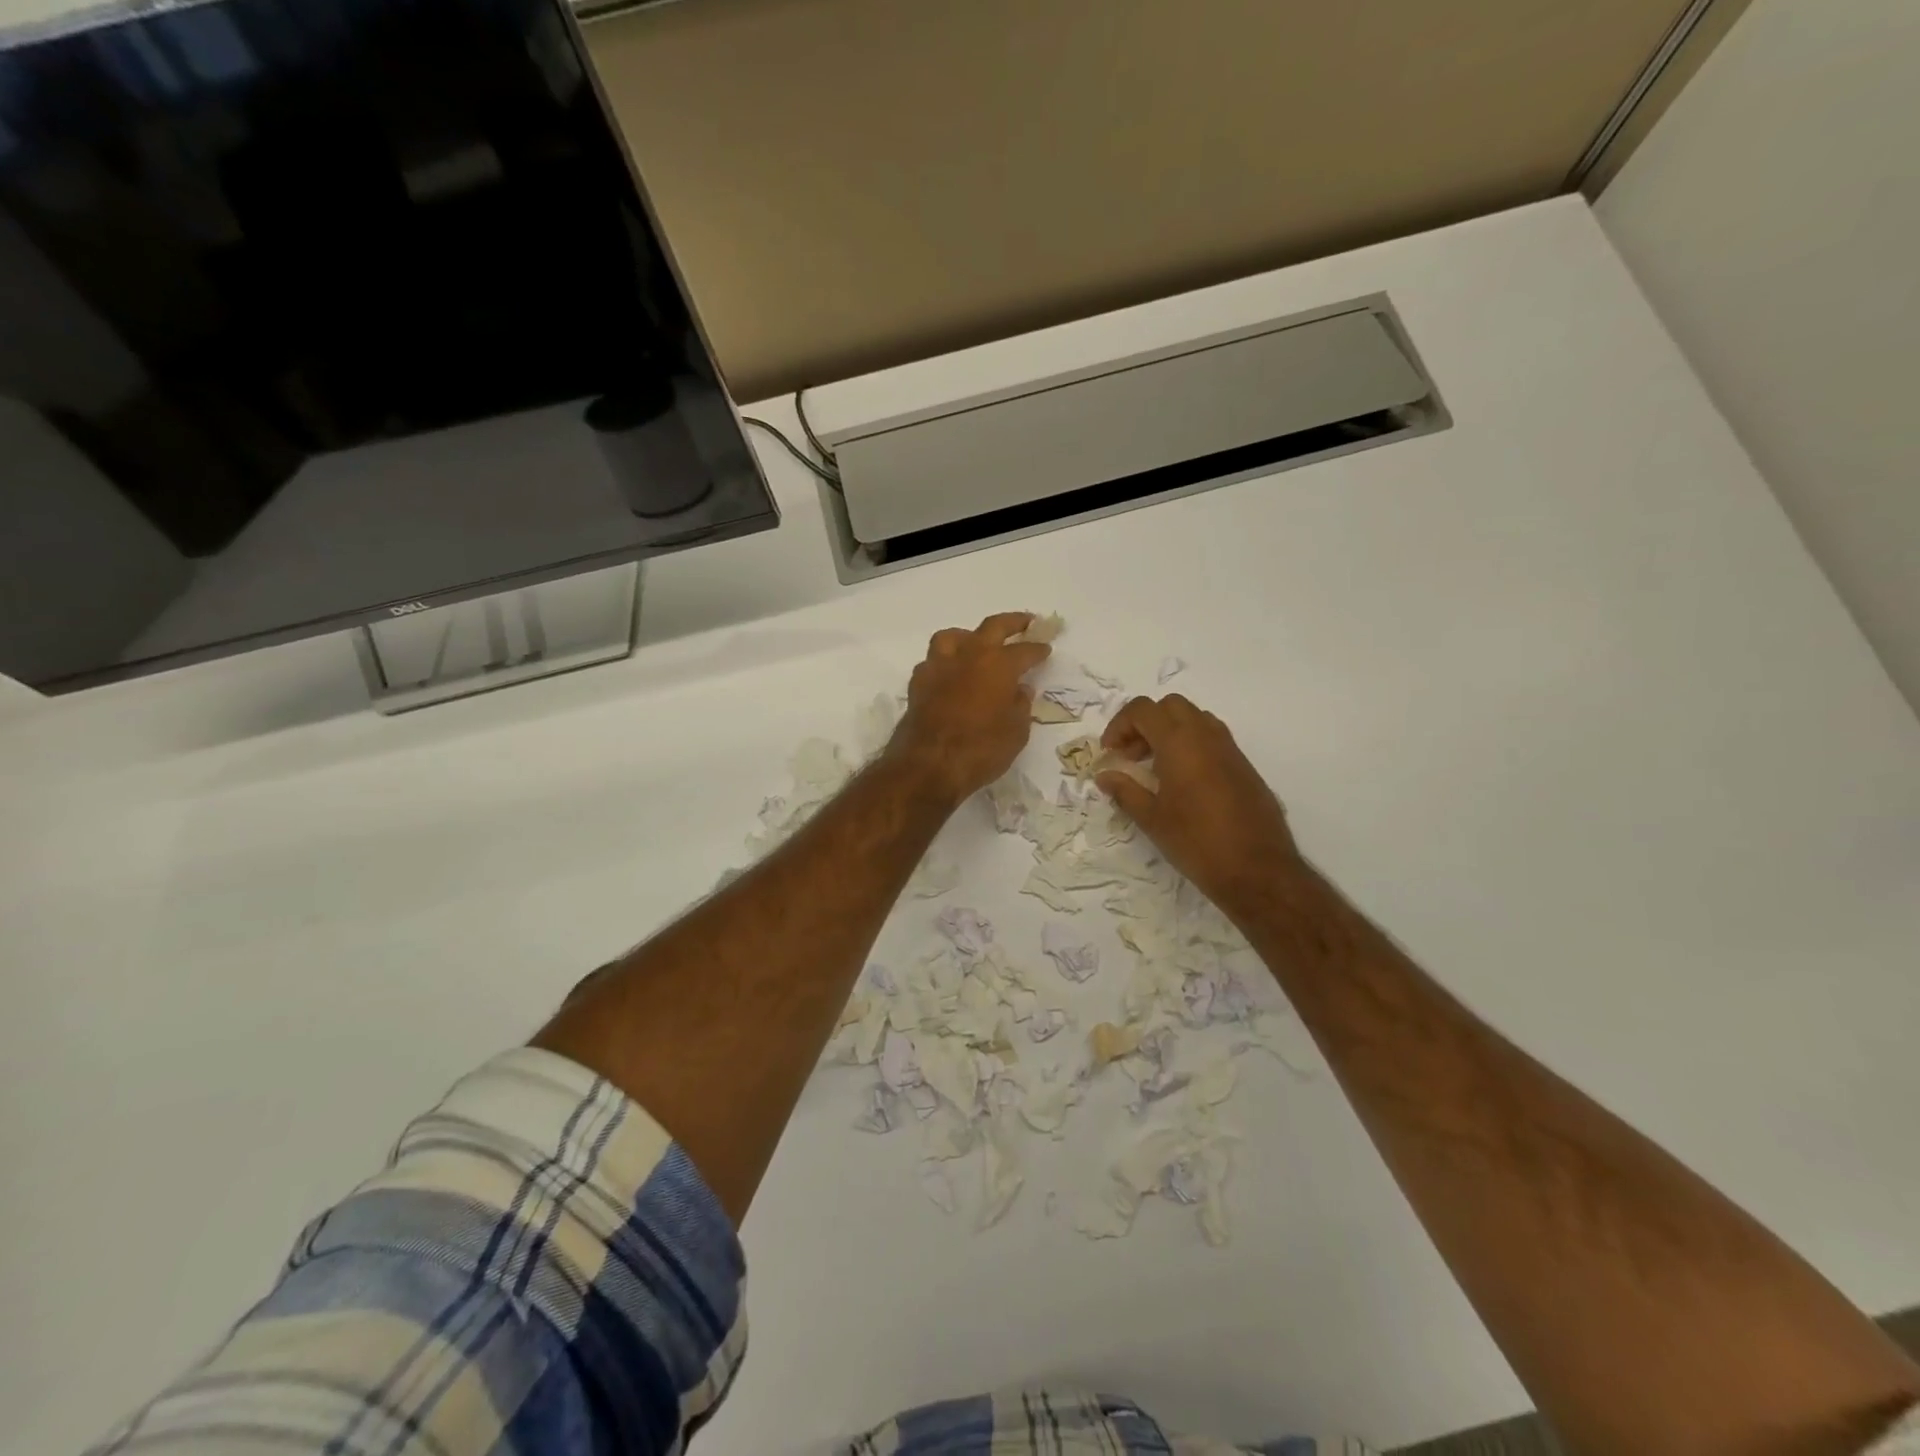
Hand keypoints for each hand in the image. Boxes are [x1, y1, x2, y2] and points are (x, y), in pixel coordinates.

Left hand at [888, 612, 1050, 805]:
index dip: (1037, 650)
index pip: (1024, 651)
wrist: (928, 765)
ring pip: (953, 636)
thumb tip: (1020, 689)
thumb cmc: (981, 750)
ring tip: (976, 644)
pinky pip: (934, 661)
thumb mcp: (1016, 733)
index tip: (1046, 648)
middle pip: (992, 627)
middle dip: (1012, 622)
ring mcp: (939, 666)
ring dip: (969, 636)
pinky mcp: (918, 682)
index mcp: (999, 665)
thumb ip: (1020, 706)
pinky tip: (950, 673)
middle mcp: (968, 656)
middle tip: (1025, 621)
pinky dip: (945, 662)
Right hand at [1096, 694, 1302, 915]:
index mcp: (1180, 742)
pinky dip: (1191, 746)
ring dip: (1169, 732)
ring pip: (1195, 719)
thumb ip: (1125, 791)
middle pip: (1170, 706)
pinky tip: (1183, 782)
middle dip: (1145, 723)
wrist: (1258, 870)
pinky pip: (1212, 739)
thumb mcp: (1152, 819)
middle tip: (1132, 756)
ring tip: (1155, 768)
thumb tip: (1105, 776)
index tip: (1110, 753)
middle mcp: (1207, 736)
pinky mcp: (1244, 766)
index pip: (1143, 710)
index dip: (1120, 725)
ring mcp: (1230, 749)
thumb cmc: (1197, 842)